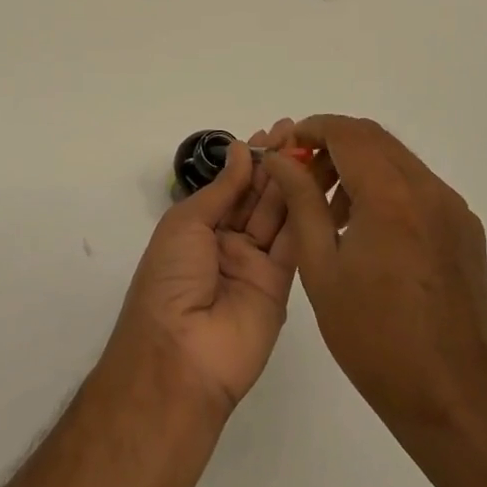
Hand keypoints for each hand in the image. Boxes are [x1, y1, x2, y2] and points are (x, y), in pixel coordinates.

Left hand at [104, 123, 299, 417]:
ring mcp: (254, 264)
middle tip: (301, 133)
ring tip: (314, 150)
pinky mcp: (280, 286)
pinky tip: (317, 186)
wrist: (180, 355)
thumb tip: (241, 150)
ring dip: (294, 183)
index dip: (252, 157)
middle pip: (258, 196)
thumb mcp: (186, 223)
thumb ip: (222, 189)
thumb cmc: (170, 279)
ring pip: (278, 215)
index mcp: (198, 227)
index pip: (232, 184)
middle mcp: (227, 242)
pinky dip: (305, 215)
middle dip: (277, 164)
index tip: (276, 131)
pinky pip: (293, 245)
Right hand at [265, 116, 486, 429]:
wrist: (452, 394)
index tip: (285, 149)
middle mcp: (428, 189)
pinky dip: (387, 188)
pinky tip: (368, 231)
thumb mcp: (321, 267)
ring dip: (360, 166)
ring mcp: (452, 207)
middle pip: (373, 139)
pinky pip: (418, 187)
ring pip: (397, 160)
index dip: (311, 129)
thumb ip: (301, 202)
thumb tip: (279, 159)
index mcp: (390, 196)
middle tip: (302, 176)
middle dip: (333, 145)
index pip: (346, 133)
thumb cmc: (373, 336)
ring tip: (331, 210)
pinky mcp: (465, 227)